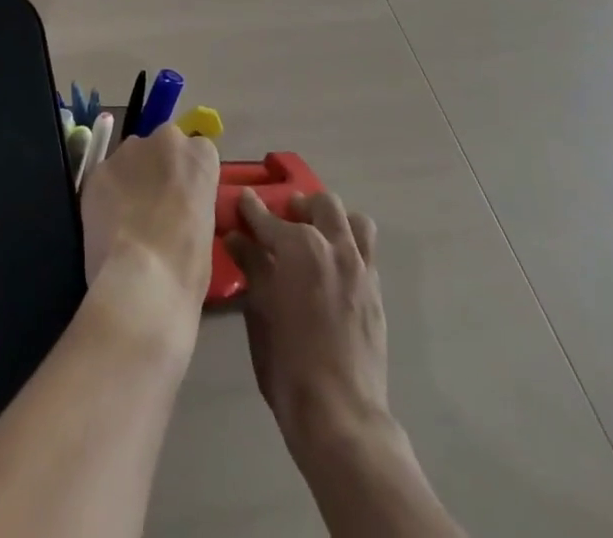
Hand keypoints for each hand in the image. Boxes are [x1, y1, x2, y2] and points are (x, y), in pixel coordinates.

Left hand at [79, 124, 220, 337]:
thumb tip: (180, 206)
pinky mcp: (98, 169)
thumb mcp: (207, 227)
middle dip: (158, 168)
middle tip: (155, 206)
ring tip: (128, 218)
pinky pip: (106, 176)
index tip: (184, 199)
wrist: (143, 279)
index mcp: (200, 154)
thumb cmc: (188, 264)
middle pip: (161, 147)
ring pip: (130, 158)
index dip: (187, 177)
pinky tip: (109, 224)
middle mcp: (165, 140)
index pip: (197, 152)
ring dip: (131, 178)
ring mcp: (128, 151)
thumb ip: (193, 200)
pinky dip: (107, 194)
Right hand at [225, 187, 389, 451]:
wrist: (340, 412)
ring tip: (317, 237)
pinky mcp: (376, 291)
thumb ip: (251, 266)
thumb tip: (237, 237)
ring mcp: (361, 267)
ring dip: (334, 220)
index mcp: (300, 247)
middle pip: (322, 204)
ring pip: (355, 221)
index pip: (268, 217)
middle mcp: (335, 246)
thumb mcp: (260, 310)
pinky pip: (367, 252)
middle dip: (300, 206)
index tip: (242, 201)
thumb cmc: (288, 361)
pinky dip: (349, 247)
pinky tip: (333, 269)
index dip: (251, 208)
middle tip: (284, 220)